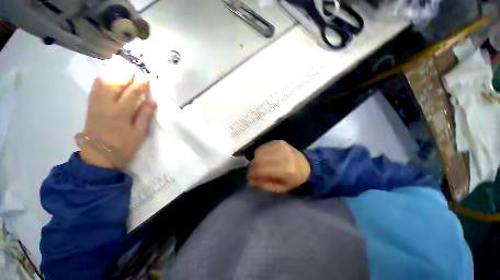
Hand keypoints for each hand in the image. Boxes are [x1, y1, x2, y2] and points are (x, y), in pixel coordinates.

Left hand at [79, 76, 156, 168]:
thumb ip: (145, 116)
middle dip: (126, 77)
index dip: (140, 85)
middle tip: (134, 72)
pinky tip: (103, 77)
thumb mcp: (139, 133)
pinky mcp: (90, 108)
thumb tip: (152, 101)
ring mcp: (96, 105)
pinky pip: (93, 91)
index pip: (132, 93)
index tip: (147, 78)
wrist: (98, 156)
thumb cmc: (123, 146)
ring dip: (113, 77)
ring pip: (103, 85)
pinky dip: (99, 82)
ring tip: (121, 72)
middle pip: (116, 86)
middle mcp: (106, 105)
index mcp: (120, 112)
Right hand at [247, 140, 310, 192]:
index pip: (261, 170)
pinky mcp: (279, 142)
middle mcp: (283, 155)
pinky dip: (260, 153)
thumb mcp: (281, 188)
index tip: (249, 177)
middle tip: (251, 171)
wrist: (306, 165)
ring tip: (257, 165)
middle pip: (259, 159)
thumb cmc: (293, 179)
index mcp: (286, 170)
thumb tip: (250, 180)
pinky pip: (263, 147)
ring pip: (259, 152)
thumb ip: (264, 185)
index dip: (252, 174)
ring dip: (255, 159)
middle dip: (252, 167)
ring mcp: (281, 146)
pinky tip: (262, 158)